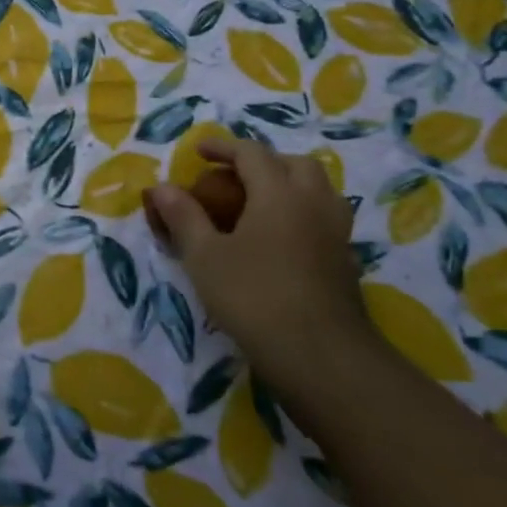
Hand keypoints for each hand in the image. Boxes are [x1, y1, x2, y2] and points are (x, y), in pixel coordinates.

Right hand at [148, 137, 363, 395]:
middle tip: (234, 176)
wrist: (323, 359)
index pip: (252, 152)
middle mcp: (313, 203)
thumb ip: (184, 216)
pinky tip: (281, 240)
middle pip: (293, 164)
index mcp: (279, 192)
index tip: (199, 152)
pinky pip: (324, 220)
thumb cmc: (255, 298)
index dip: (223, 147)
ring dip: (289, 185)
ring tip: (260, 203)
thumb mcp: (205, 257)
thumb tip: (162, 186)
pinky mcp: (345, 263)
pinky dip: (301, 214)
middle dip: (262, 162)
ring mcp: (336, 233)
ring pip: (318, 190)